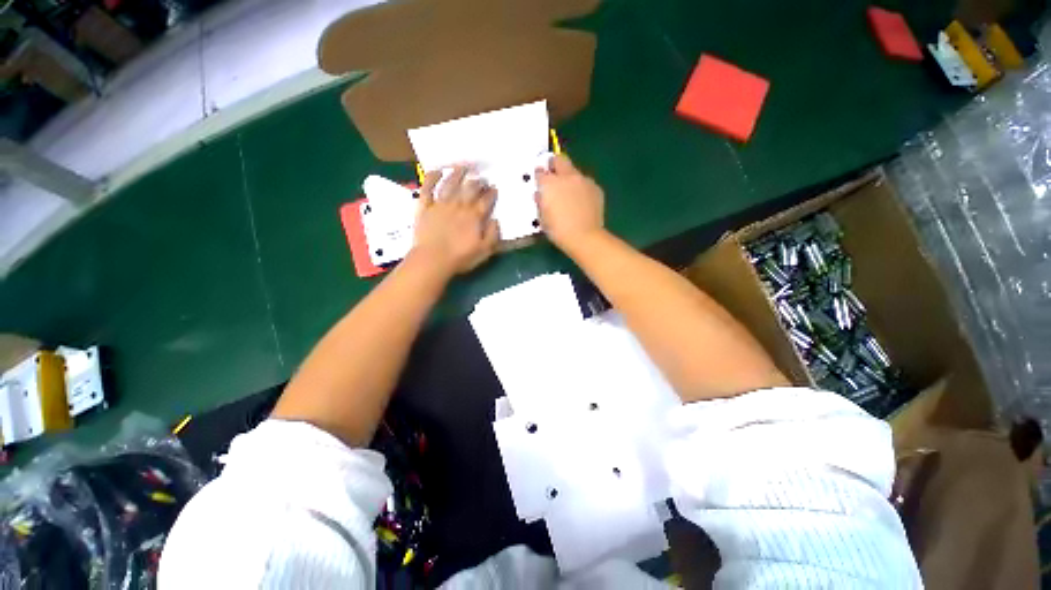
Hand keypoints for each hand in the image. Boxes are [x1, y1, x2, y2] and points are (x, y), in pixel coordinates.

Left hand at [411, 166, 499, 274]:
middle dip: (477, 182)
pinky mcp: (425, 206)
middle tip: (481, 178)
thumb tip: (495, 220)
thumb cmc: (460, 258)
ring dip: (458, 174)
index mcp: (474, 217)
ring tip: (463, 167)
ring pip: (450, 183)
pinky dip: (432, 178)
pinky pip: (428, 188)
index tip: (494, 188)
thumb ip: (493, 235)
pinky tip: (437, 171)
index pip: (486, 200)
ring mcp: (441, 204)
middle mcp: (459, 206)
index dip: (491, 193)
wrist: (432, 259)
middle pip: (470, 189)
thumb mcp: (484, 251)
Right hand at [535, 154, 605, 251]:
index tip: (540, 181)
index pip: (540, 172)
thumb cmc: (558, 231)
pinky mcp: (596, 188)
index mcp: (549, 184)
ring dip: (570, 178)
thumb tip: (540, 195)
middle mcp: (566, 177)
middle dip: (555, 165)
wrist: (584, 237)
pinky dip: (582, 189)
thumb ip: (540, 203)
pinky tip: (582, 202)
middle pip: (559, 160)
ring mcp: (583, 180)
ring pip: (574, 172)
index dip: (539, 176)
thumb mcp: (542, 218)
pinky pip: (586, 183)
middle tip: (553, 176)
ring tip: (570, 194)